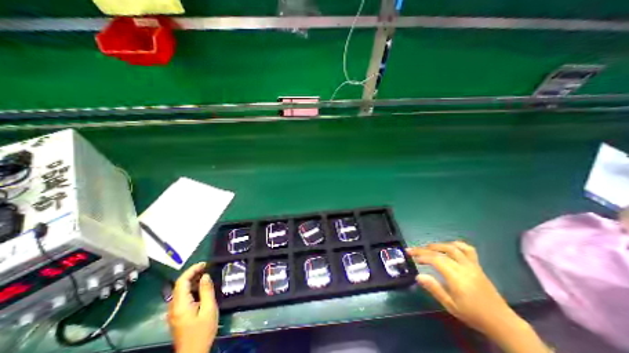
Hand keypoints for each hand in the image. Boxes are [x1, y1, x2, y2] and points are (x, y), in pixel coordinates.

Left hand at [169, 262, 218, 352]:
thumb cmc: (203, 331)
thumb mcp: (209, 309)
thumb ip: (206, 291)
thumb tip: (205, 276)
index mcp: (180, 305)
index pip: (181, 282)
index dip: (192, 270)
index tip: (205, 264)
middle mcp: (173, 307)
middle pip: (180, 285)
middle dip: (193, 273)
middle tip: (207, 267)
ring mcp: (174, 312)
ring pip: (181, 290)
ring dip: (193, 280)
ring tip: (206, 275)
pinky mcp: (177, 315)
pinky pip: (182, 297)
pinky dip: (192, 288)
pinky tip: (202, 288)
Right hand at [405, 241, 511, 334]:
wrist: (502, 322)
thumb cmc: (473, 315)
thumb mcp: (451, 306)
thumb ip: (434, 289)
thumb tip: (418, 276)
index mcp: (457, 278)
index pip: (435, 259)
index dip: (421, 255)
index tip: (411, 256)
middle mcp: (464, 268)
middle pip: (441, 251)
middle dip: (424, 249)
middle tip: (413, 250)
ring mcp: (472, 265)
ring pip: (453, 247)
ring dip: (437, 245)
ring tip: (427, 247)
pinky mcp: (477, 266)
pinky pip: (468, 250)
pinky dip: (457, 244)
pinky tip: (449, 246)